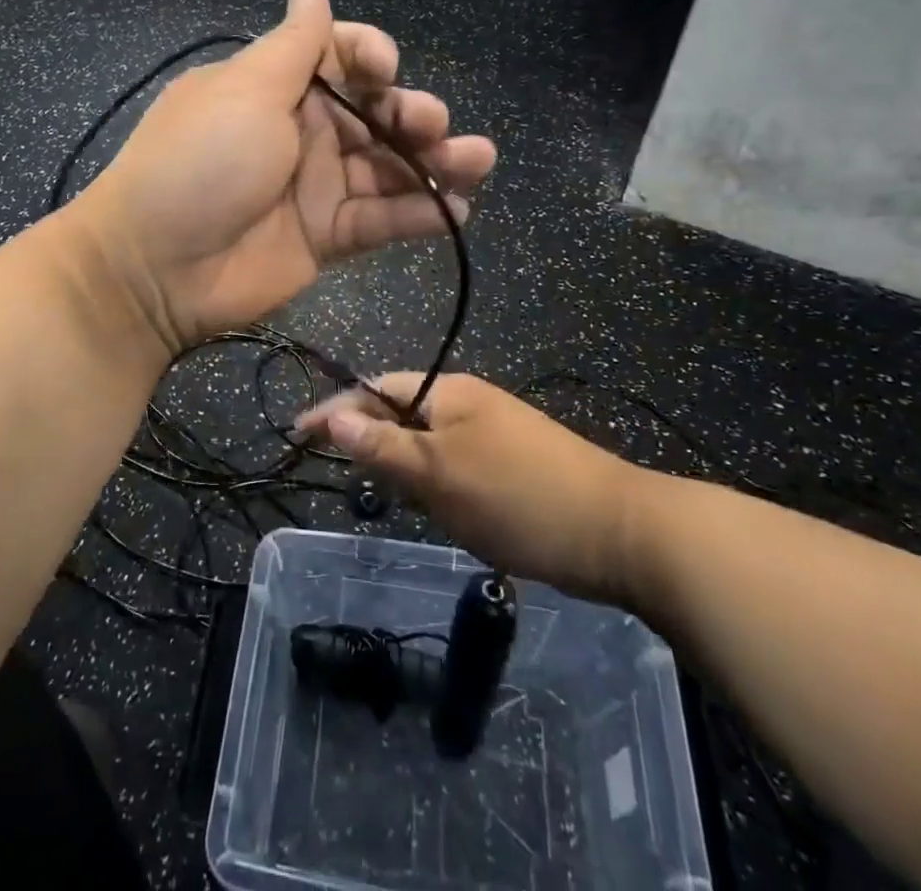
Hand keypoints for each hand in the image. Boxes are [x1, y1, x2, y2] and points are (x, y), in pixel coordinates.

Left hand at [75, 0, 496, 350]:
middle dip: (412, 113)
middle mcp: (302, 131)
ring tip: (477, 163)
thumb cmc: (201, 162)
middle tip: (433, 125)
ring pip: (389, 167)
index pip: (340, 56)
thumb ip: (293, 44)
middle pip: (375, 113)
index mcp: (277, 87)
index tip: (385, 71)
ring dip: (436, 163)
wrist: (157, 267)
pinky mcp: (327, 236)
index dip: (372, 56)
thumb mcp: (245, 91)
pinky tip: (456, 212)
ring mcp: (316, 186)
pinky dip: (420, 214)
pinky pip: (381, 219)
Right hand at [295, 373, 649, 602]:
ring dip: (404, 466)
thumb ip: (383, 445)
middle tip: (345, 475)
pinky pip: (455, 465)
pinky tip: (442, 511)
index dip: (335, 409)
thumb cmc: (519, 496)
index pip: (375, 387)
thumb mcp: (440, 474)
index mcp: (449, 392)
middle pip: (401, 412)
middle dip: (370, 440)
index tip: (298, 433)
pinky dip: (436, 484)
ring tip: (391, 498)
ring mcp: (495, 433)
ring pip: (428, 443)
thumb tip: (332, 415)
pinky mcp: (513, 464)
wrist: (622, 533)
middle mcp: (469, 402)